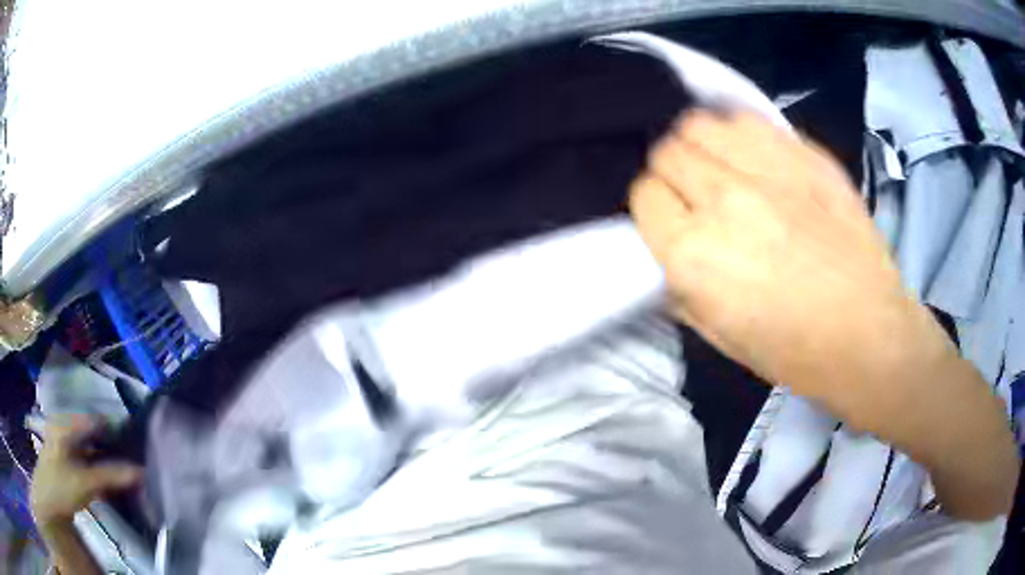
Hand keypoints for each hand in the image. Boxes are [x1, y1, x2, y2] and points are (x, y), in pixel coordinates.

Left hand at [30, 416, 140, 525]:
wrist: (49, 502)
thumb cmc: (61, 486)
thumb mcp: (85, 482)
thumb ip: (110, 475)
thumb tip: (141, 471)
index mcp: (66, 423)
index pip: (95, 419)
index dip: (116, 429)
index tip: (137, 442)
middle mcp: (65, 427)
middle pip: (93, 433)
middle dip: (113, 446)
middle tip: (135, 459)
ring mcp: (64, 444)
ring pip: (90, 448)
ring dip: (107, 459)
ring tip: (127, 471)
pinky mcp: (67, 460)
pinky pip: (86, 459)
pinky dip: (99, 468)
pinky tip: (111, 480)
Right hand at [630, 110, 951, 419]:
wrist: (869, 333)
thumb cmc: (794, 351)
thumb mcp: (719, 336)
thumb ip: (680, 285)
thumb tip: (668, 252)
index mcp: (695, 253)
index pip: (643, 194)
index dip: (654, 208)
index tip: (671, 220)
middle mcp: (723, 199)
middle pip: (668, 151)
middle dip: (673, 172)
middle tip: (696, 195)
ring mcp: (768, 169)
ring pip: (702, 124)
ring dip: (701, 145)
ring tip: (721, 168)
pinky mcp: (804, 154)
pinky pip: (748, 120)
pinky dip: (738, 133)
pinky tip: (752, 157)